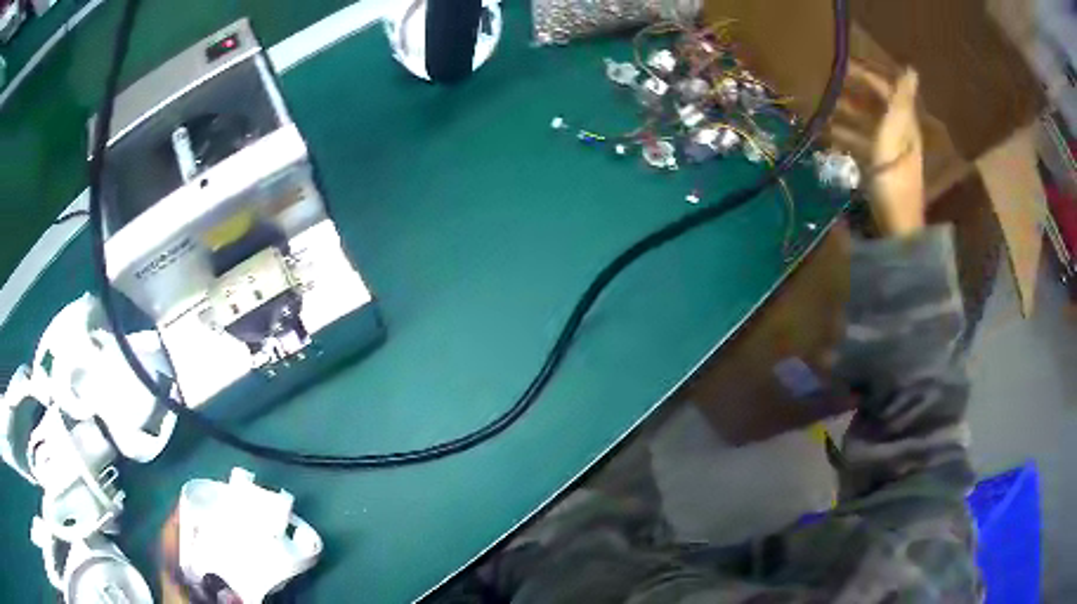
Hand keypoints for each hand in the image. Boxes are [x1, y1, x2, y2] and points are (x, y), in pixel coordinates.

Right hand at [830, 63, 925, 236]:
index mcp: (904, 123)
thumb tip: (911, 68)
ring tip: (824, 109)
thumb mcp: (896, 133)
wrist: (897, 224)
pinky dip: (847, 136)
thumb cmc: (893, 175)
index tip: (842, 66)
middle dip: (853, 93)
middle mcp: (898, 133)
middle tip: (828, 85)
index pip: (887, 90)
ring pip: (867, 124)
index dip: (867, 76)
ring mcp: (889, 152)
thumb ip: (901, 101)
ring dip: (847, 115)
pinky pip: (862, 144)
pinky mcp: (880, 168)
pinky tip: (830, 136)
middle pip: (876, 106)